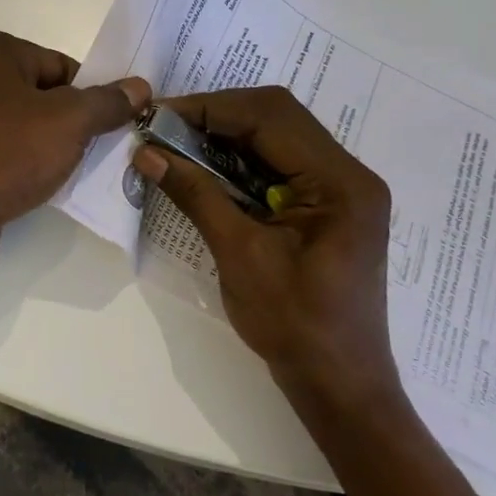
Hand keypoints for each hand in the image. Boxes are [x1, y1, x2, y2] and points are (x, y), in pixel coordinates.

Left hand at [0, 29, 149, 285]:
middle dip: (75, 127)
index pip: (61, 66)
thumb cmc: (0, 152)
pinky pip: (6, 160)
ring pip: (26, 132)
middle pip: (44, 98)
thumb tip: (139, 87)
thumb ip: (107, 103)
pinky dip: (28, 173)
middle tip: (106, 153)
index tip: (117, 126)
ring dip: (54, 153)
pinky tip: (45, 193)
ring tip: (78, 176)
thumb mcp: (67, 122)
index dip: (92, 96)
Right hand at [131, 87, 397, 402]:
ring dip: (226, 134)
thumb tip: (147, 153)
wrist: (340, 387)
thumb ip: (196, 195)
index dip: (211, 109)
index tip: (160, 116)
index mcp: (341, 182)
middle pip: (277, 117)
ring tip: (178, 143)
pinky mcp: (327, 204)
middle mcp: (348, 173)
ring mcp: (341, 188)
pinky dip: (239, 159)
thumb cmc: (295, 326)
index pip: (270, 118)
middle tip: (165, 127)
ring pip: (277, 135)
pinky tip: (206, 168)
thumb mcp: (240, 255)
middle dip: (217, 115)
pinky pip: (279, 162)